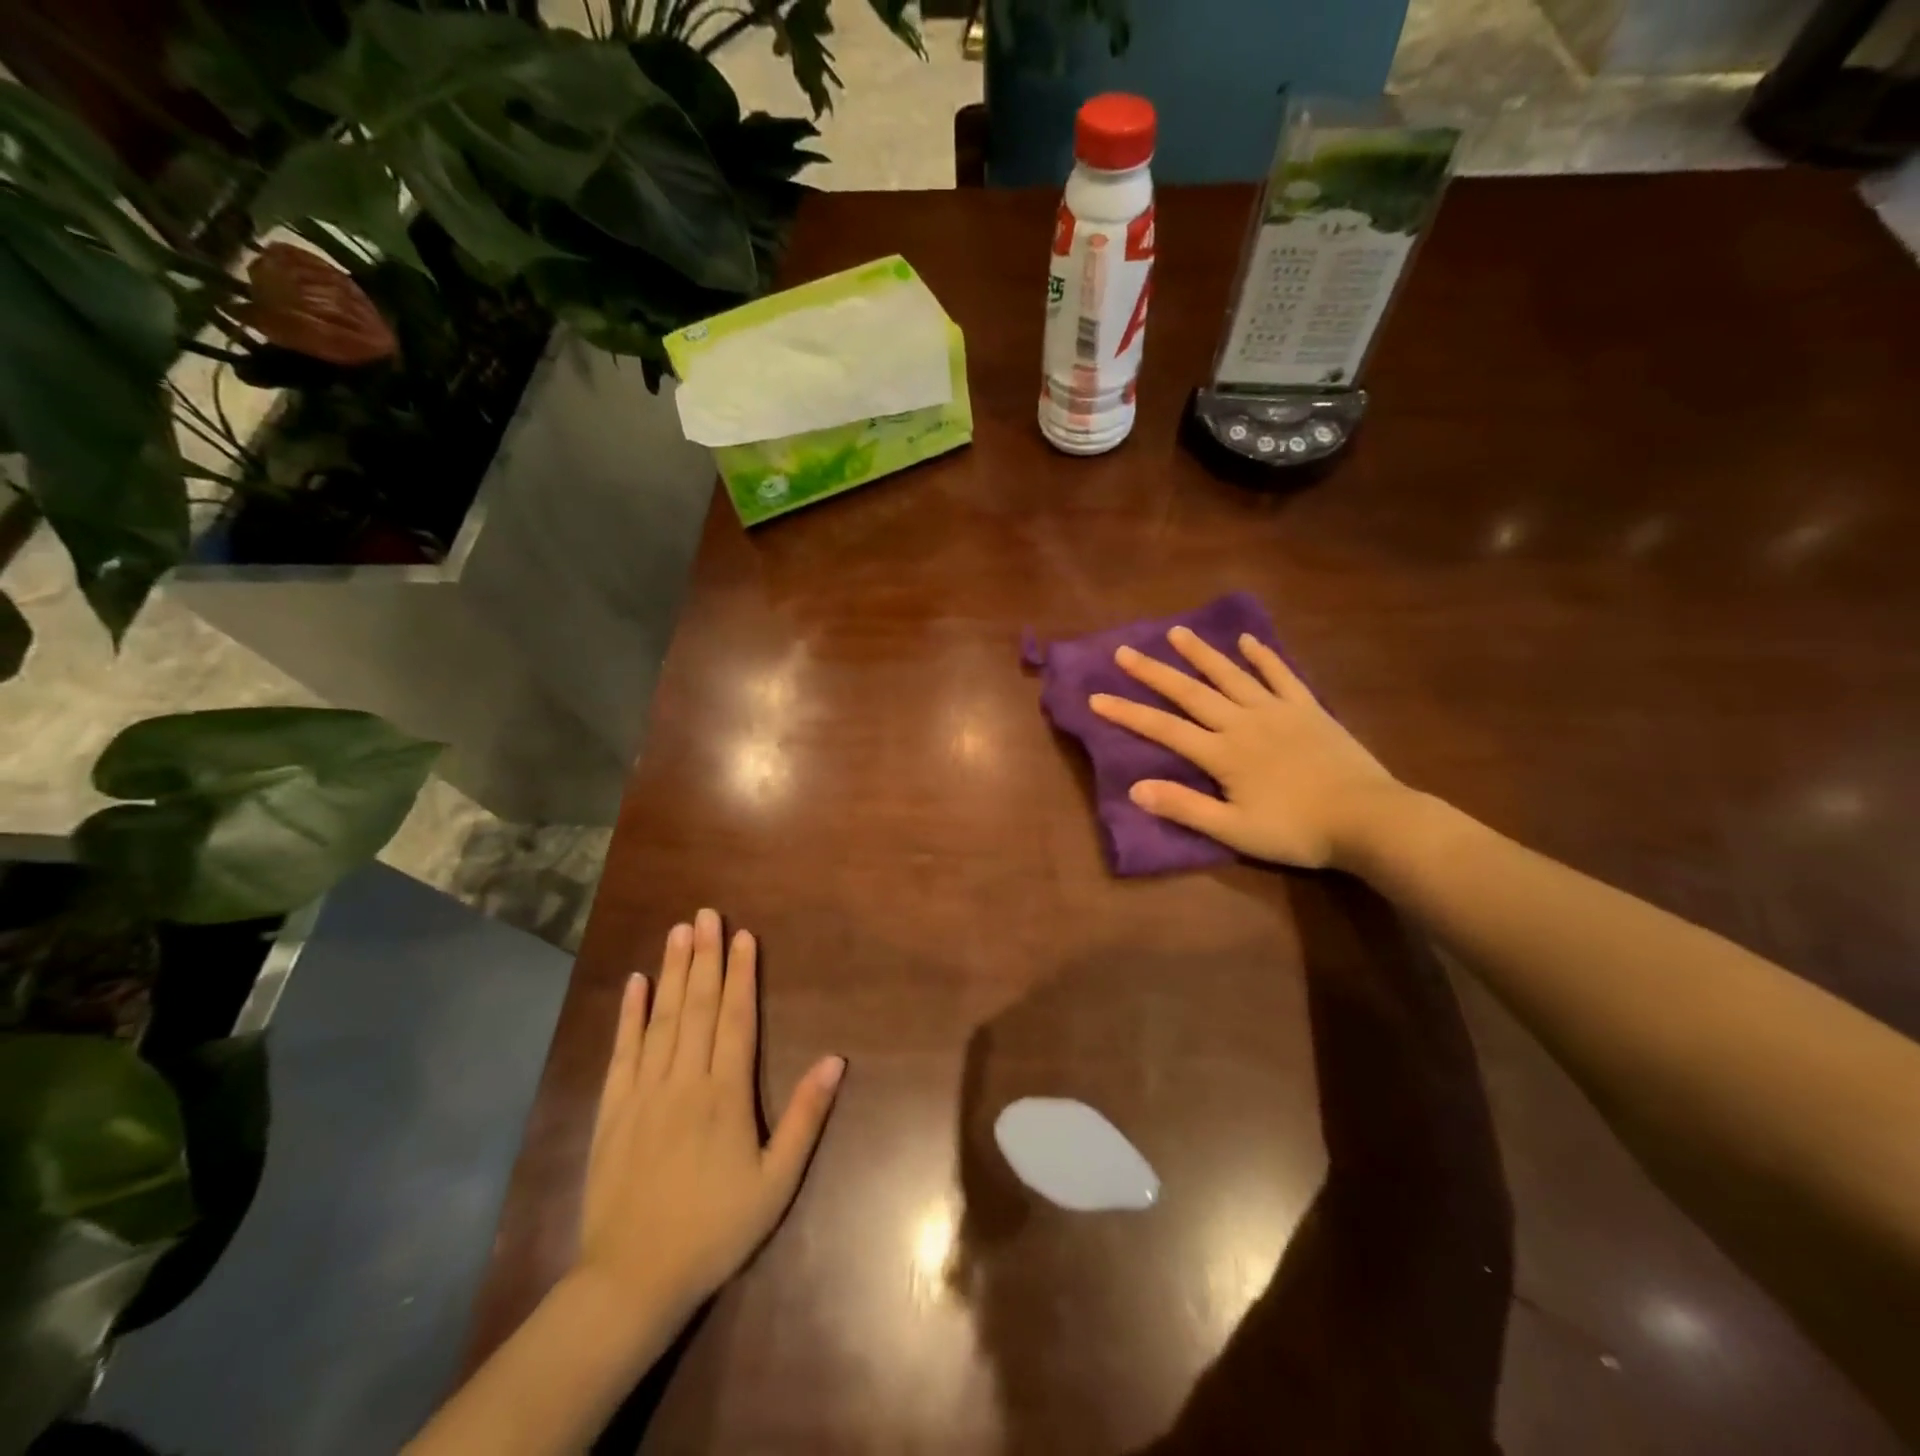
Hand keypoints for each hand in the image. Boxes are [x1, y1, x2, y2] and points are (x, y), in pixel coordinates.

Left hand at [574, 909, 844, 1338]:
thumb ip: (806, 1116)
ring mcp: (644, 1092)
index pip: (737, 1018)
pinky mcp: (613, 1110)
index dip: (742, 974)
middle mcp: (685, 1080)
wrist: (633, 1280)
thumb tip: (836, 1060)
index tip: (743, 935)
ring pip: (662, 1019)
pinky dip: (629, 1015)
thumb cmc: (715, 1229)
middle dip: (705, 957)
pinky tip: (635, 983)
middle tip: (706, 913)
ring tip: (678, 931)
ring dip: (672, 972)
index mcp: (726, 1094)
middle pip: (698, 1007)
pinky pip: (622, 1052)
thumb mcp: (776, 1181)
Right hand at [1089, 626, 1404, 869]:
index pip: (1164, 729)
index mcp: (1223, 753)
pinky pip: (1281, 675)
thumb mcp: (1235, 830)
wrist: (1368, 819)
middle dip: (1154, 672)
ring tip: (1176, 632)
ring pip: (1231, 675)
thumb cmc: (1297, 830)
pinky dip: (1263, 657)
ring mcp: (1277, 711)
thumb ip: (1185, 807)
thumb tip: (1135, 789)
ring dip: (1201, 653)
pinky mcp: (1308, 709)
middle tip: (1124, 651)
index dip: (1128, 713)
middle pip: (1191, 692)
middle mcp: (1243, 722)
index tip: (1097, 697)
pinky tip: (1248, 641)